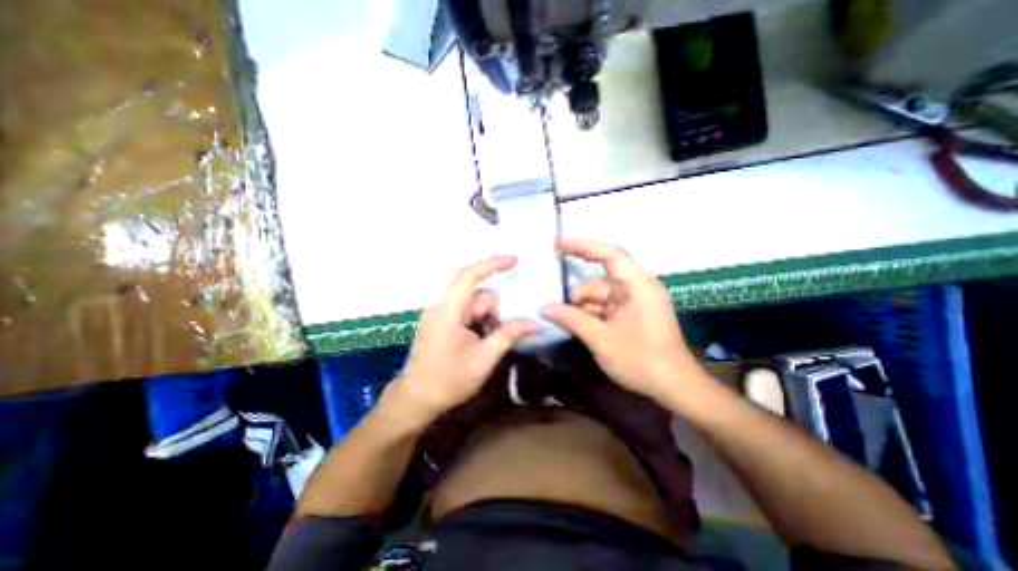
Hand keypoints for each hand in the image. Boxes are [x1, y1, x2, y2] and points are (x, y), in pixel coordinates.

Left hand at [386, 257, 535, 427]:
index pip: (470, 275)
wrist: (415, 399)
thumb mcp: (484, 359)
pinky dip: (478, 320)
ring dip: (486, 317)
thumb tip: (535, 324)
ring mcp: (439, 314)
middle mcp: (441, 306)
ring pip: (471, 303)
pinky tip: (482, 338)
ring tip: (490, 341)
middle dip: (493, 309)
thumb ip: (509, 335)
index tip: (515, 261)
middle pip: (475, 293)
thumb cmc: (448, 381)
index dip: (493, 264)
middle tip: (502, 331)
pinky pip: (464, 311)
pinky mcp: (440, 322)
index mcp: (449, 311)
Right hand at [544, 238, 704, 402]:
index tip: (557, 244)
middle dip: (577, 299)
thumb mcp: (600, 339)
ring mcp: (635, 301)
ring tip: (568, 327)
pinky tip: (581, 330)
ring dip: (583, 311)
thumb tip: (544, 308)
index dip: (581, 246)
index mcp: (636, 285)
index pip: (608, 254)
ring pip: (599, 297)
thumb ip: (571, 319)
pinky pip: (606, 307)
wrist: (675, 387)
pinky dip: (592, 316)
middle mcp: (636, 287)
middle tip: (557, 314)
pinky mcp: (633, 313)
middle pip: (597, 282)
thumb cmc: (641, 360)